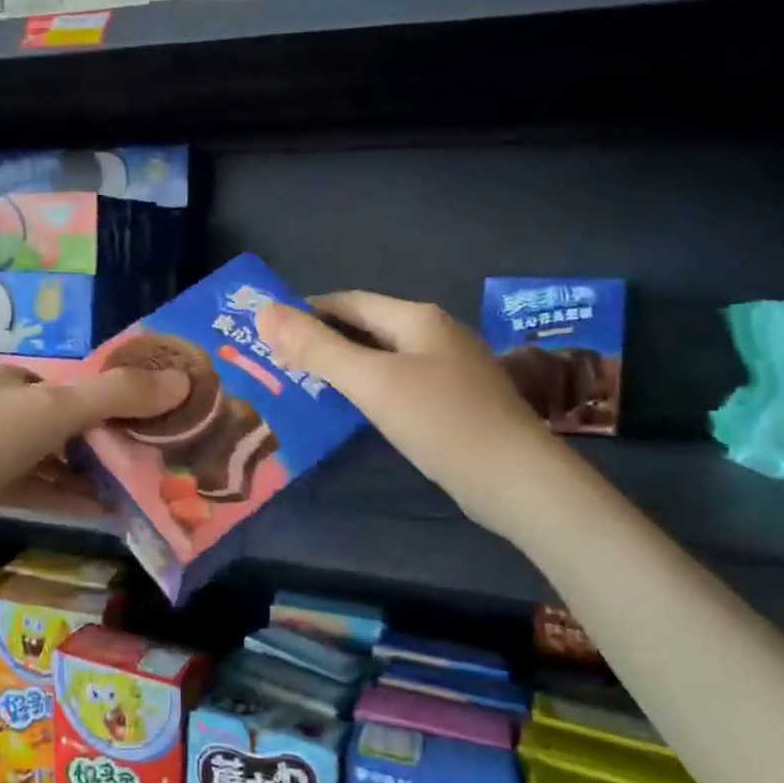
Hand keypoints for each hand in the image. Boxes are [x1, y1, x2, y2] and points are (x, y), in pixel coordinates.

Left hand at [0, 362, 189, 526]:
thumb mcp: (55, 410)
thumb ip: (118, 395)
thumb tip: (183, 380)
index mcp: (16, 381)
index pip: (78, 386)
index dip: (119, 401)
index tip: (156, 424)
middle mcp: (0, 409)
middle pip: (66, 423)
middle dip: (108, 441)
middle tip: (153, 462)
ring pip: (50, 459)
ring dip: (89, 474)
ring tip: (136, 490)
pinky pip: (31, 488)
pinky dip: (63, 497)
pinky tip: (98, 512)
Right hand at [259, 292, 562, 536]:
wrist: (518, 481)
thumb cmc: (441, 421)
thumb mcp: (372, 382)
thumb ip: (318, 348)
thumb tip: (265, 311)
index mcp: (416, 318)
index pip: (349, 301)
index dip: (306, 310)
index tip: (267, 329)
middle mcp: (435, 334)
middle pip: (366, 327)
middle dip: (322, 339)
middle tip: (277, 361)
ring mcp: (449, 369)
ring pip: (382, 357)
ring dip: (343, 365)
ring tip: (302, 384)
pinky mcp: (454, 403)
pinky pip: (399, 383)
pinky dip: (368, 389)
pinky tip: (351, 410)